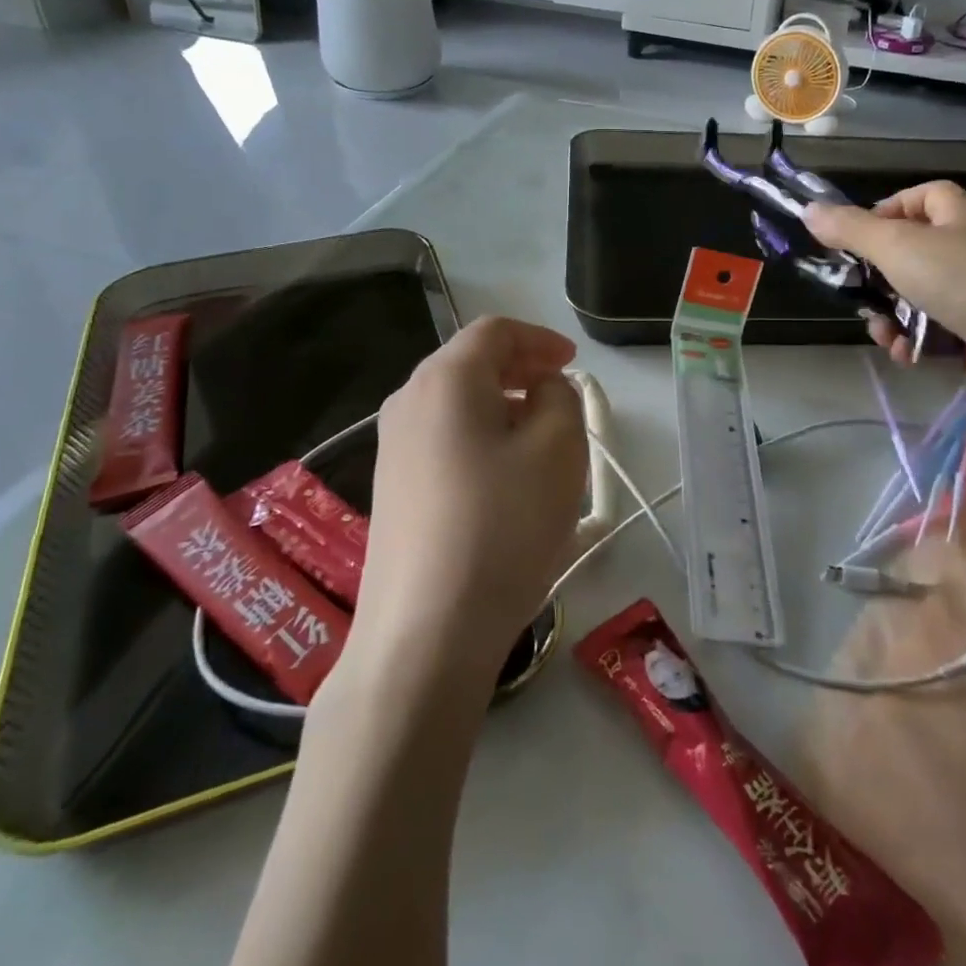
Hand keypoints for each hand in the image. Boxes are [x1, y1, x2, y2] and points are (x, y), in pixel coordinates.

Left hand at [355, 317, 587, 683]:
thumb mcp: (558, 449)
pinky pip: (444, 442)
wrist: (425, 633)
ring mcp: (392, 449)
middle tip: (561, 393)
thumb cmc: (502, 526)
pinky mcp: (392, 491)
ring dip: (503, 408)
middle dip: (521, 371)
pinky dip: (481, 440)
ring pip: (457, 406)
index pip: (495, 332)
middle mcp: (408, 402)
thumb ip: (561, 398)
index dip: (540, 339)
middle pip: (470, 364)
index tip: (574, 363)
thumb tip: (541, 391)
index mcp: (445, 379)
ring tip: (542, 440)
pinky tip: (506, 480)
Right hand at [804, 182, 965, 398]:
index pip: (919, 197)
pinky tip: (904, 352)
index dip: (886, 211)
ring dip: (890, 315)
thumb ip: (850, 229)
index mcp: (956, 214)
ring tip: (882, 333)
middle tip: (857, 292)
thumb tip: (808, 210)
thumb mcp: (895, 246)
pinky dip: (913, 339)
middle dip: (877, 277)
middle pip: (910, 250)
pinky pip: (934, 327)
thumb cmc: (960, 279)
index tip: (857, 237)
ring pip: (917, 294)